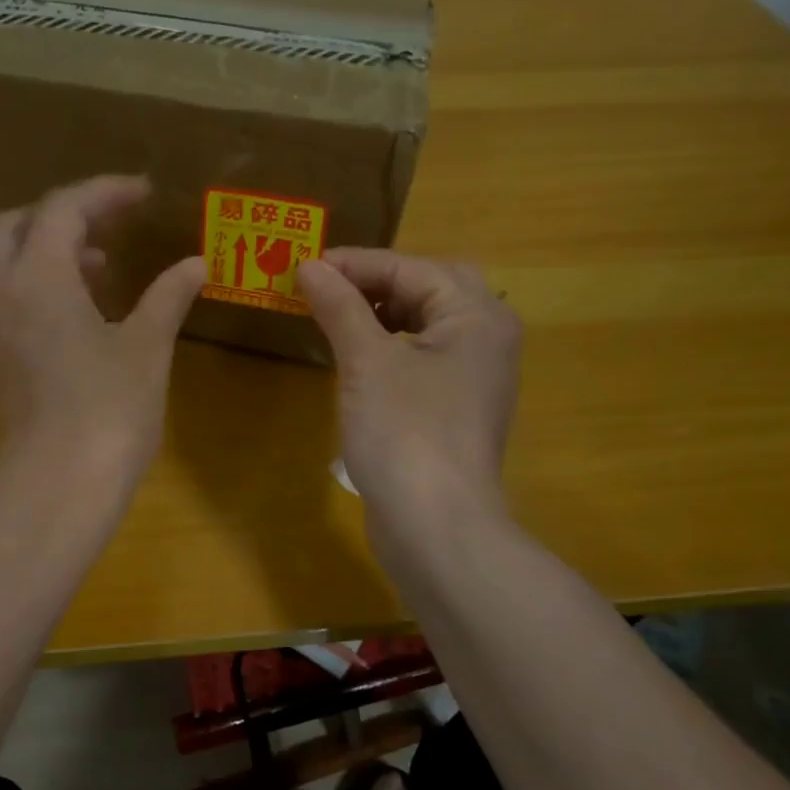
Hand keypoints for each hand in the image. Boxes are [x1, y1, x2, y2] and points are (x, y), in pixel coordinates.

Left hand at [0, 175, 205, 492]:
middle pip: (18, 224)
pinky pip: (6, 297)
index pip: (64, 207)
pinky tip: (79, 312)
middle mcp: (2, 291)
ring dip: (49, 249)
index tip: (144, 193)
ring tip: (102, 267)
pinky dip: (38, 283)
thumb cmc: (108, 411)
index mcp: (39, 276)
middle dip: (65, 214)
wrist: (57, 487)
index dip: (105, 192)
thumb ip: (168, 296)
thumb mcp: (146, 347)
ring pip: (7, 261)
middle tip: (112, 225)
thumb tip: (196, 264)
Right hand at [298, 249, 521, 554]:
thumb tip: (309, 266)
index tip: (304, 265)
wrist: (436, 526)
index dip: (356, 264)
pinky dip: (389, 344)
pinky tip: (356, 356)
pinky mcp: (455, 406)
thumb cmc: (405, 433)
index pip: (411, 269)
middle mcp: (485, 337)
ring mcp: (473, 375)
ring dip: (381, 312)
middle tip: (328, 286)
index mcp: (476, 316)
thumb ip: (341, 307)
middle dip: (376, 282)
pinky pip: (422, 355)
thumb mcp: (366, 362)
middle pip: (429, 288)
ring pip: (426, 322)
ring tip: (334, 315)